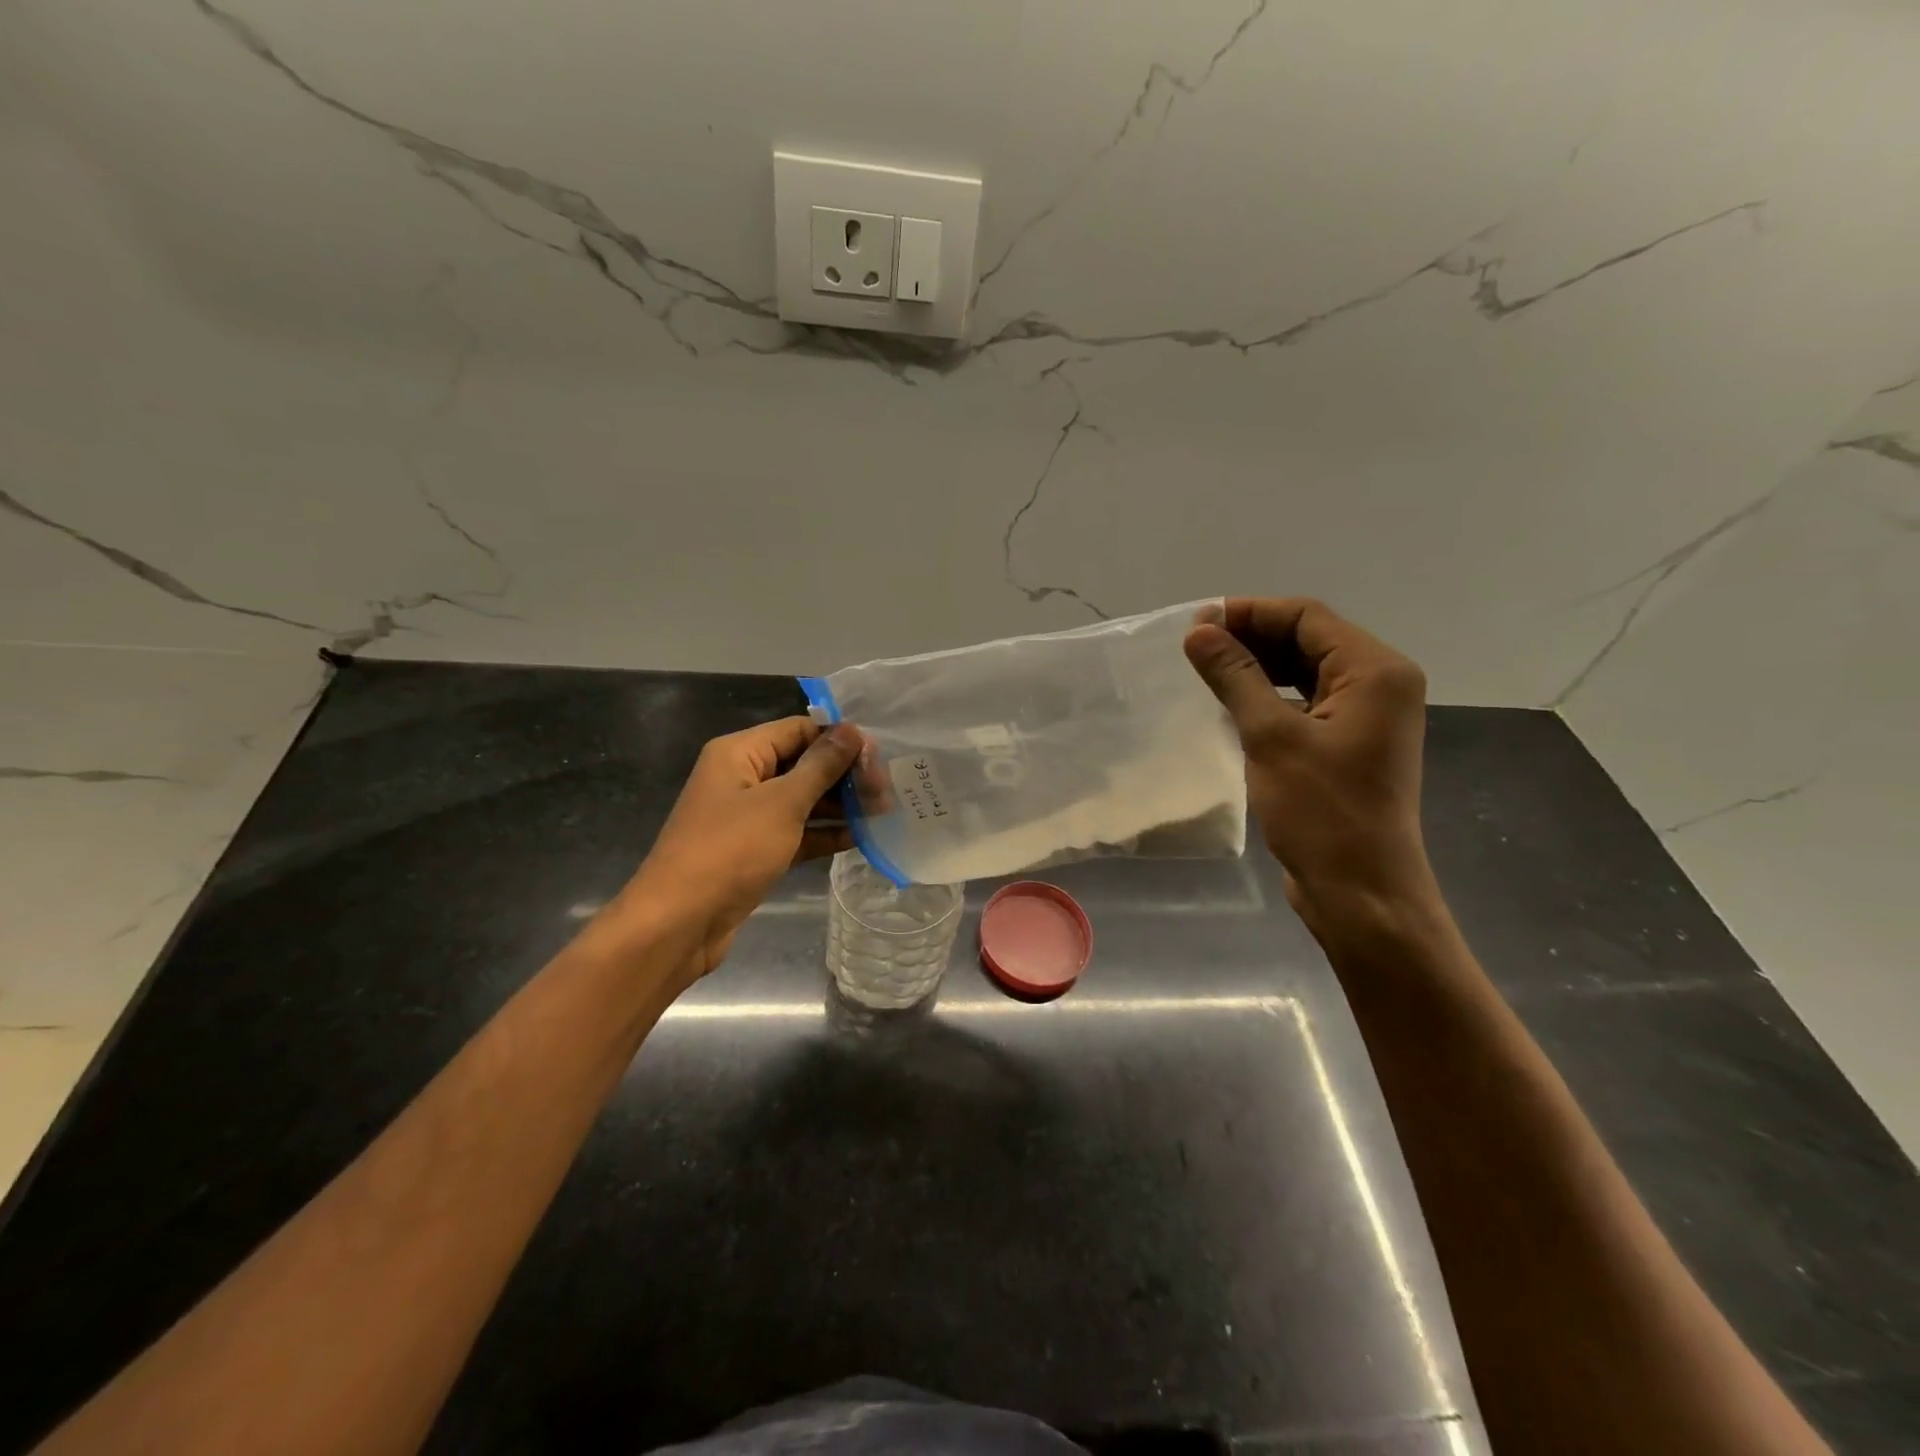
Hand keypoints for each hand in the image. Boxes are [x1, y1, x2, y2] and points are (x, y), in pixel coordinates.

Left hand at [607, 717, 861, 985]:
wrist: (679, 923)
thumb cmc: (730, 851)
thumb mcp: (782, 803)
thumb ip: (821, 766)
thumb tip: (852, 731)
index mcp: (740, 753)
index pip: (799, 730)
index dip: (839, 739)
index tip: (879, 756)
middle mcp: (743, 778)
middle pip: (803, 764)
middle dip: (844, 775)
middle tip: (887, 790)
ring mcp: (748, 817)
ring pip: (802, 800)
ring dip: (840, 806)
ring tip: (883, 812)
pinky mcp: (755, 851)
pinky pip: (796, 832)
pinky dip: (824, 834)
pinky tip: (861, 837)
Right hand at [1184, 598, 1436, 937]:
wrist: (1360, 891)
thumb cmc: (1321, 811)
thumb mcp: (1271, 736)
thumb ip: (1235, 676)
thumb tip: (1199, 631)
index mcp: (1375, 671)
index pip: (1307, 617)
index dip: (1249, 613)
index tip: (1196, 623)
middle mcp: (1379, 684)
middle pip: (1309, 639)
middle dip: (1252, 637)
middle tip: (1194, 646)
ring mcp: (1366, 716)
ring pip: (1305, 671)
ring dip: (1258, 666)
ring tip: (1206, 670)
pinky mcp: (1349, 743)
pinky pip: (1306, 701)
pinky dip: (1270, 695)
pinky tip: (1232, 702)